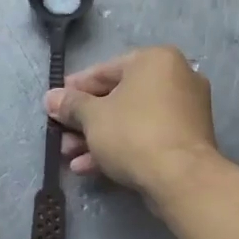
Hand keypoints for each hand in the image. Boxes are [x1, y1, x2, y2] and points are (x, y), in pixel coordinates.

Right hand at [45, 46, 219, 197]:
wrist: (181, 179)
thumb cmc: (133, 133)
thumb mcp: (92, 116)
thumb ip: (70, 104)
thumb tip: (51, 98)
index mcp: (155, 60)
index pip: (105, 70)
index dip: (75, 89)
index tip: (55, 104)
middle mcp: (176, 78)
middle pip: (118, 97)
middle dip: (85, 120)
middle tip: (61, 134)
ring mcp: (185, 110)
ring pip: (131, 120)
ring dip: (97, 137)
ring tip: (70, 156)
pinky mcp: (188, 139)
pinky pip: (147, 135)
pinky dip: (120, 147)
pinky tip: (90, 167)